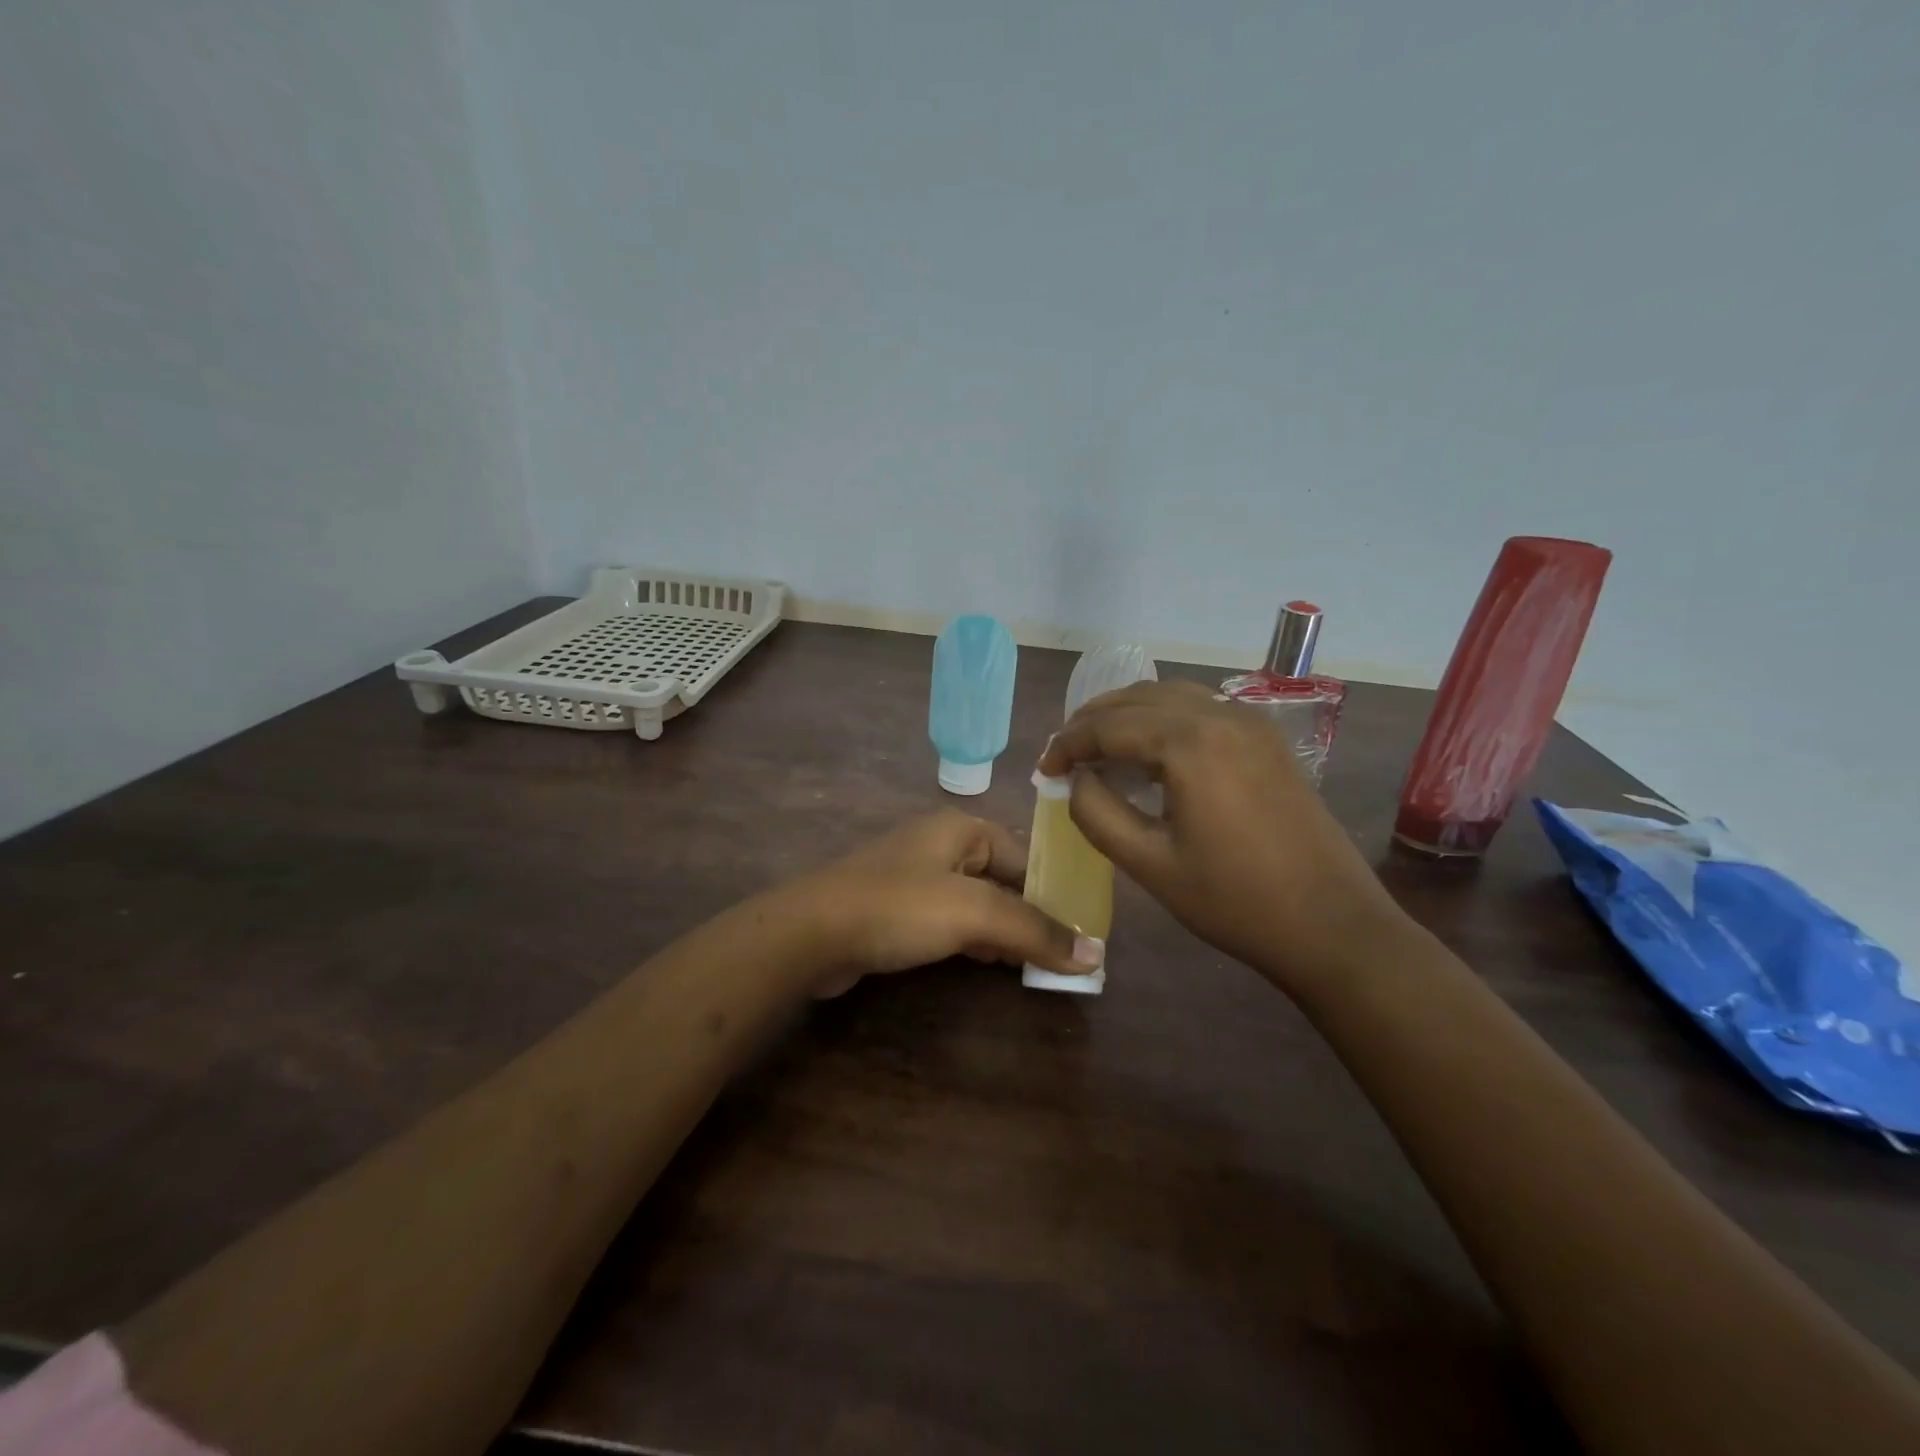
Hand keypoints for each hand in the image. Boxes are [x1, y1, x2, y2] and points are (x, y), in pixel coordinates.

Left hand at [788, 811, 1102, 996]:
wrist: (811, 933)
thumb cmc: (898, 907)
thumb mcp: (974, 913)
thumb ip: (1035, 930)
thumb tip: (1095, 954)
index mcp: (962, 829)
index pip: (1026, 857)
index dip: (1057, 893)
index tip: (1085, 931)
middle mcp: (941, 845)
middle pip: (1004, 879)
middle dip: (1032, 915)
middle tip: (1066, 954)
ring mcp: (916, 877)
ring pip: (978, 903)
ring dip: (1005, 932)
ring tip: (1038, 964)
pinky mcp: (898, 909)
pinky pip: (950, 921)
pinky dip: (974, 940)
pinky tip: (990, 964)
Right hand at [1038, 679, 1409, 998]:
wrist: (1332, 925)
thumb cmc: (1235, 901)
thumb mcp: (1150, 864)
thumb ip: (1097, 813)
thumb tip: (1075, 779)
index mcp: (1190, 743)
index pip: (1108, 725)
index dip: (1068, 744)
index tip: (1043, 770)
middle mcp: (1221, 714)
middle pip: (1137, 698)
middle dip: (1092, 721)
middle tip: (1064, 755)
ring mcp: (1251, 722)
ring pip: (1170, 695)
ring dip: (1127, 714)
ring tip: (1098, 748)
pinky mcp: (1267, 738)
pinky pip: (1200, 708)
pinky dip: (1162, 719)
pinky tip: (1150, 753)